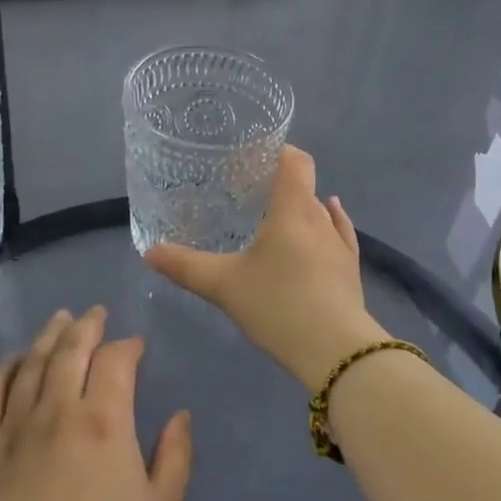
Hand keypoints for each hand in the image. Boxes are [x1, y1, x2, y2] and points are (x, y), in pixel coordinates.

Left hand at [0, 307, 192, 500]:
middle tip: (93, 312)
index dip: (127, 345)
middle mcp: (56, 410)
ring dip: (46, 338)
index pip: (116, 360)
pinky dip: (1, 372)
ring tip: (56, 321)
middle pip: (70, 351)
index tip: (135, 346)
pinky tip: (9, 362)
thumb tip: (179, 414)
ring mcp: (10, 430)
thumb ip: (175, 456)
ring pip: (30, 366)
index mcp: (104, 420)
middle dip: (86, 325)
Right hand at [145, 146, 387, 389]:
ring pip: (319, 211)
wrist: (336, 350)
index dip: (278, 150)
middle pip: (303, 185)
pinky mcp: (351, 268)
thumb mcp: (225, 286)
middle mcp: (319, 218)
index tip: (253, 154)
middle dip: (279, 182)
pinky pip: (338, 232)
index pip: (295, 161)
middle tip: (247, 192)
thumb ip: (186, 266)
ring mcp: (339, 243)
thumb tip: (150, 252)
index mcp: (292, 210)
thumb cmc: (278, 305)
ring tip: (273, 215)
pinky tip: (327, 219)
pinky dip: (328, 222)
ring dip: (299, 207)